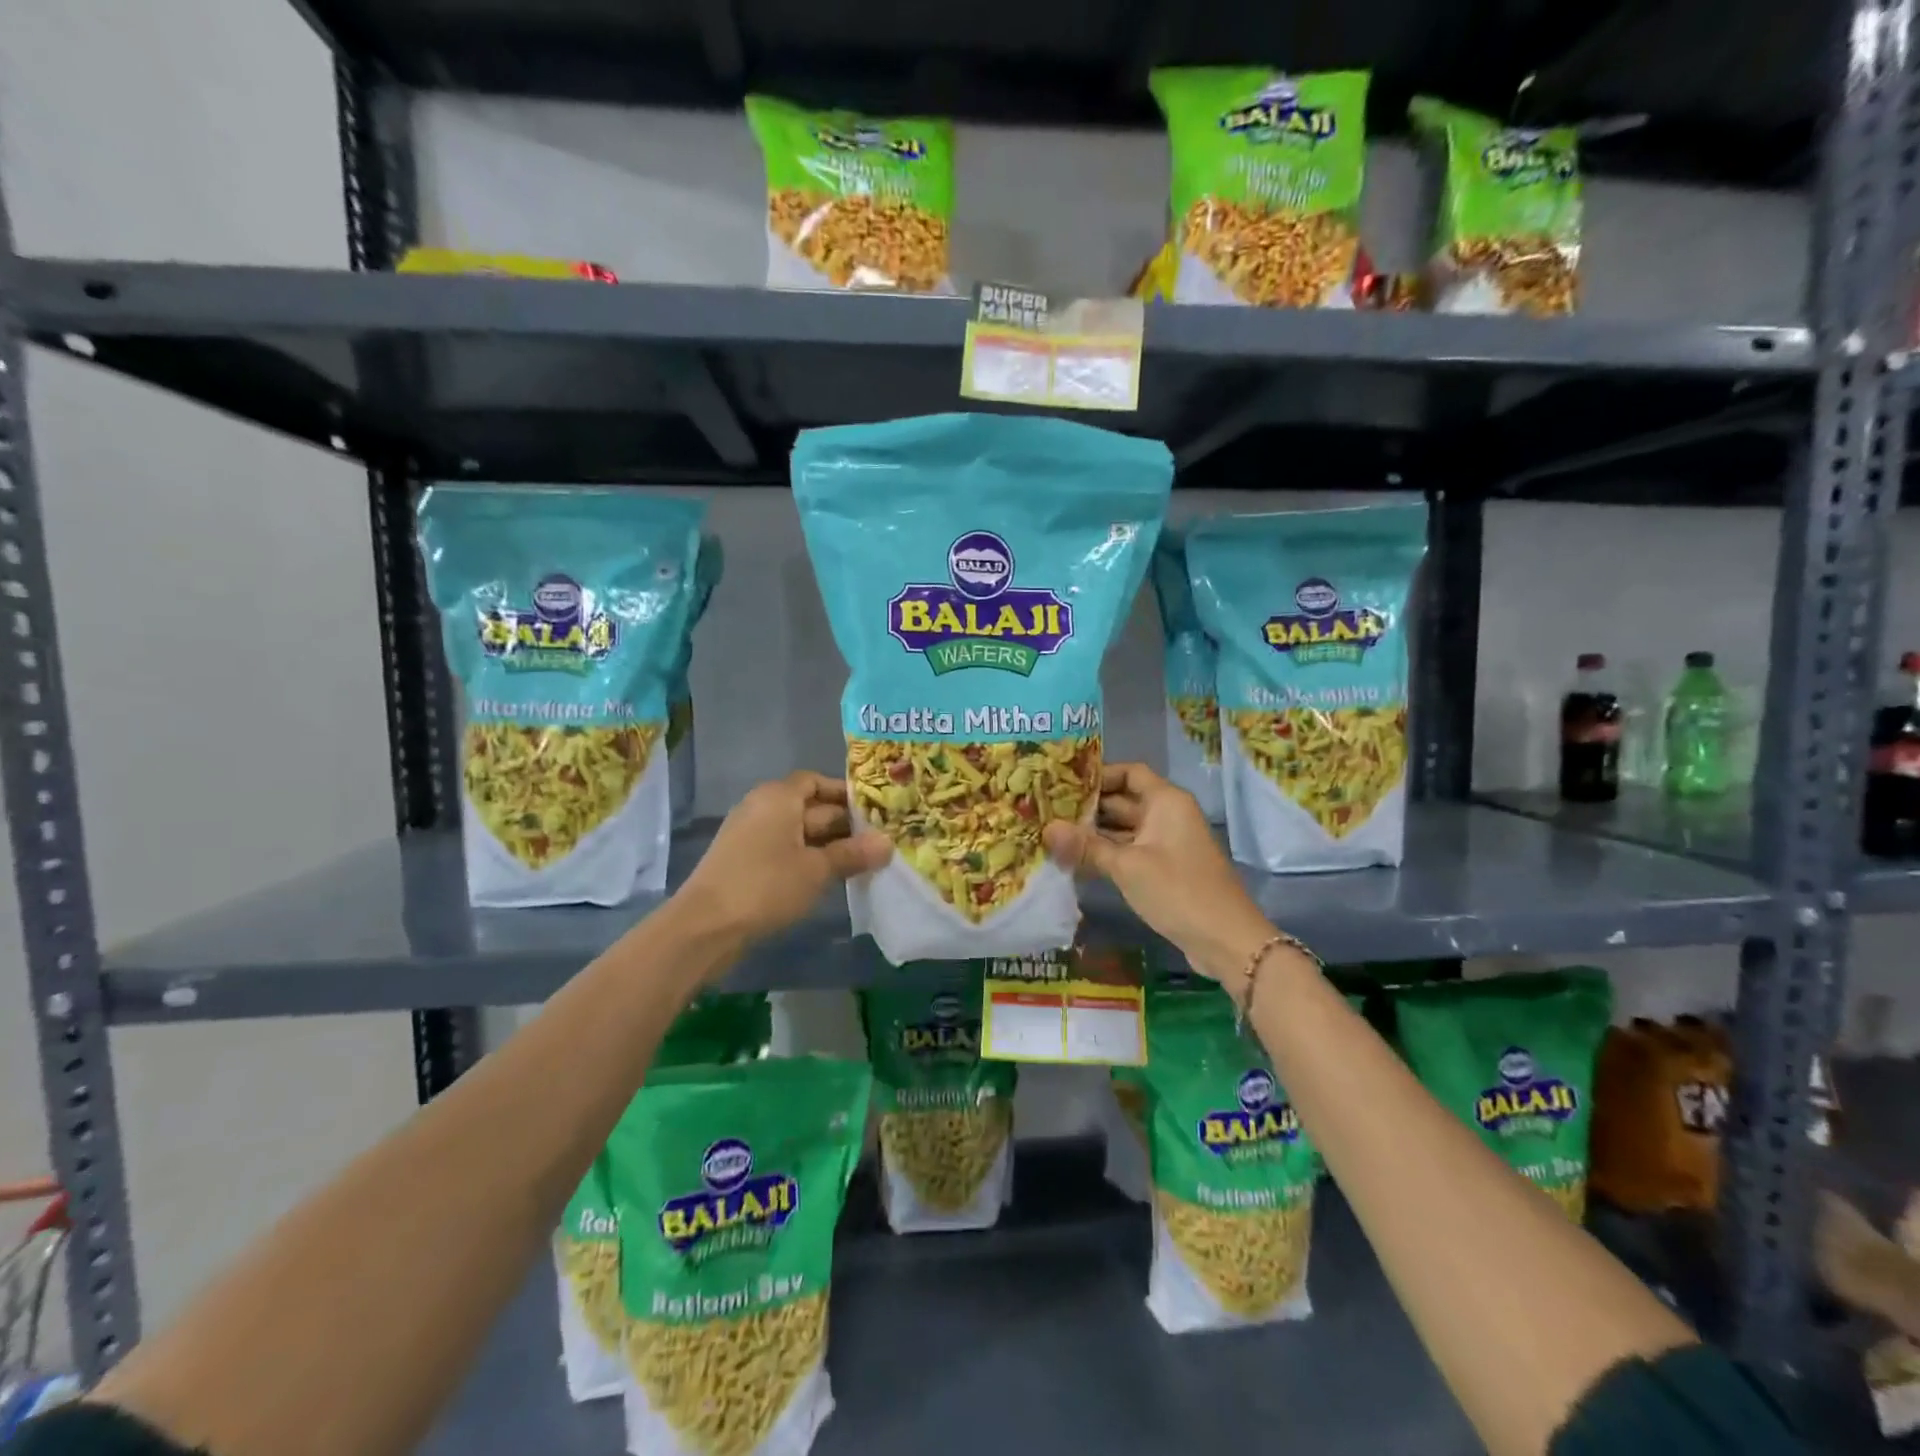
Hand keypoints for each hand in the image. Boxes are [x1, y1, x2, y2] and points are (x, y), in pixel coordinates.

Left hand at [676, 772, 890, 942]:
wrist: (705, 926)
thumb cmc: (765, 885)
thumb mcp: (816, 870)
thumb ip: (852, 854)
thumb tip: (888, 844)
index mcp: (778, 797)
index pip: (815, 781)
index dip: (844, 793)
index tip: (873, 810)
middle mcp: (761, 807)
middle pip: (809, 806)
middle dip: (842, 823)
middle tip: (878, 840)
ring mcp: (749, 835)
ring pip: (797, 831)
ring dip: (827, 844)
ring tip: (860, 861)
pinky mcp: (743, 861)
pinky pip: (783, 850)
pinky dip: (806, 858)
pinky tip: (828, 877)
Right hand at [1043, 762, 1276, 983]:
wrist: (1226, 940)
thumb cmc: (1178, 891)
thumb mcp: (1127, 866)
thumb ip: (1086, 846)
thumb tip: (1047, 829)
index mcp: (1166, 801)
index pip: (1130, 772)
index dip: (1098, 775)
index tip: (1062, 784)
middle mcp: (1167, 815)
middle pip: (1123, 800)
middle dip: (1087, 807)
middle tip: (1046, 811)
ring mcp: (1166, 844)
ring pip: (1124, 829)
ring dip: (1093, 833)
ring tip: (1052, 835)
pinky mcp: (1164, 869)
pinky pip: (1130, 851)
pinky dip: (1106, 854)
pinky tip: (1075, 862)